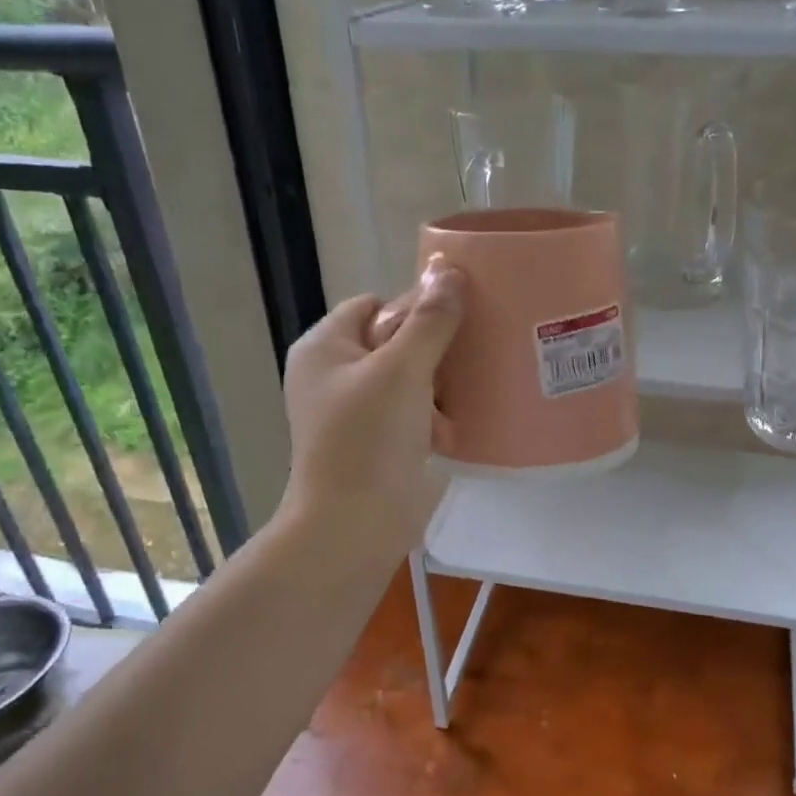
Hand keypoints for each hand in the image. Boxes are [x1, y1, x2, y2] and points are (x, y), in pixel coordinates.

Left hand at [278, 261, 462, 558]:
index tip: (454, 323)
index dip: (412, 308)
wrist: (354, 525)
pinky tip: (455, 429)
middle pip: (393, 342)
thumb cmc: (369, 439)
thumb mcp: (403, 370)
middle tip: (470, 359)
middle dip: (433, 352)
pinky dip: (432, 419)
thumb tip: (448, 270)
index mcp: (325, 348)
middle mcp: (334, 375)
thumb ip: (429, 320)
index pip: (373, 305)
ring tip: (467, 398)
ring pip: (407, 381)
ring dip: (438, 388)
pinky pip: (410, 415)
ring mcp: (354, 413)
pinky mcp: (375, 444)